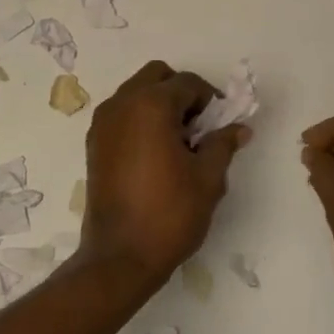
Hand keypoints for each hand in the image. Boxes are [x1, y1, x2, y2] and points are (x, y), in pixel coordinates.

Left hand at [83, 61, 250, 284]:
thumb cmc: (169, 214)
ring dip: (159, 104)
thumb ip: (222, 144)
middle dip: (181, 93)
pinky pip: (121, 114)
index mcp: (151, 105)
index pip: (188, 83)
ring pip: (136, 92)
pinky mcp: (94, 143)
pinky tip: (155, 154)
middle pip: (157, 76)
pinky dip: (140, 119)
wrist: (119, 258)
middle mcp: (122, 104)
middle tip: (198, 127)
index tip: (221, 125)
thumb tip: (239, 128)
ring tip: (177, 143)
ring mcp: (103, 123)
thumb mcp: (208, 179)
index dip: (210, 100)